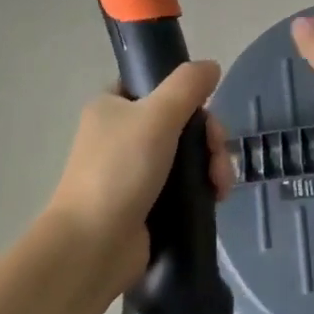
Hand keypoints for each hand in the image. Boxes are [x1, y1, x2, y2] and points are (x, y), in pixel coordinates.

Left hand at [45, 61, 234, 289]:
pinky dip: (204, 187)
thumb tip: (211, 66)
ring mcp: (134, 171)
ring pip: (187, 153)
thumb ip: (187, 85)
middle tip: (216, 154)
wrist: (92, 247)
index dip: (185, 94)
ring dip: (212, 163)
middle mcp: (121, 135)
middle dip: (208, 137)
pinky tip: (217, 197)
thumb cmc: (119, 171)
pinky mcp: (148, 203)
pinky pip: (185, 184)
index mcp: (112, 107)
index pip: (155, 85)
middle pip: (180, 121)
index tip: (204, 111)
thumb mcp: (156, 116)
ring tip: (220, 185)